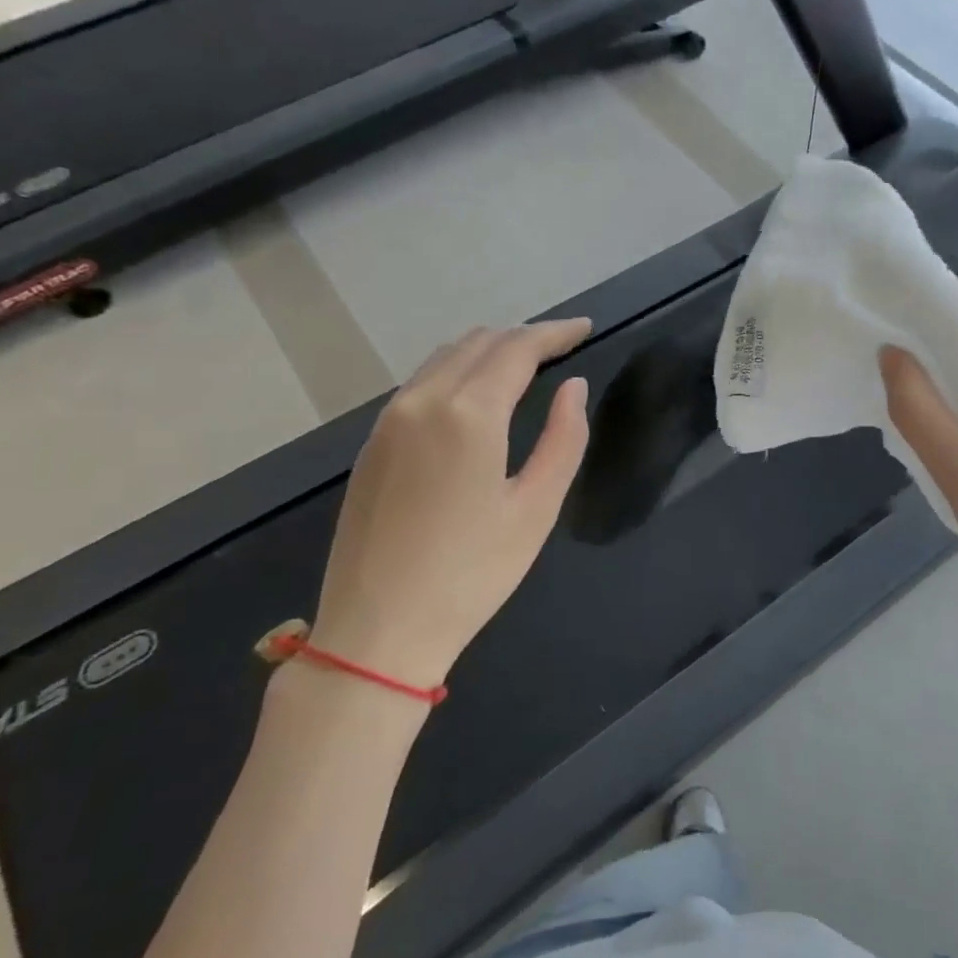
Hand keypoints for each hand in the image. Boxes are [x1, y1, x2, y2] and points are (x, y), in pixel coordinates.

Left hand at [305, 320, 592, 706]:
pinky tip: (476, 394)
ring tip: (525, 363)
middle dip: (524, 336)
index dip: (555, 333)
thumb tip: (573, 387)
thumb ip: (564, 438)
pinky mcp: (372, 443)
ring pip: (445, 357)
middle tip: (562, 346)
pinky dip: (458, 370)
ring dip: (489, 349)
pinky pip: (421, 383)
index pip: (517, 348)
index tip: (585, 328)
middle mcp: (423, 401)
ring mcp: (389, 420)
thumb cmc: (472, 573)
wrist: (378, 629)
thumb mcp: (537, 508)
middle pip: (479, 342)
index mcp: (468, 413)